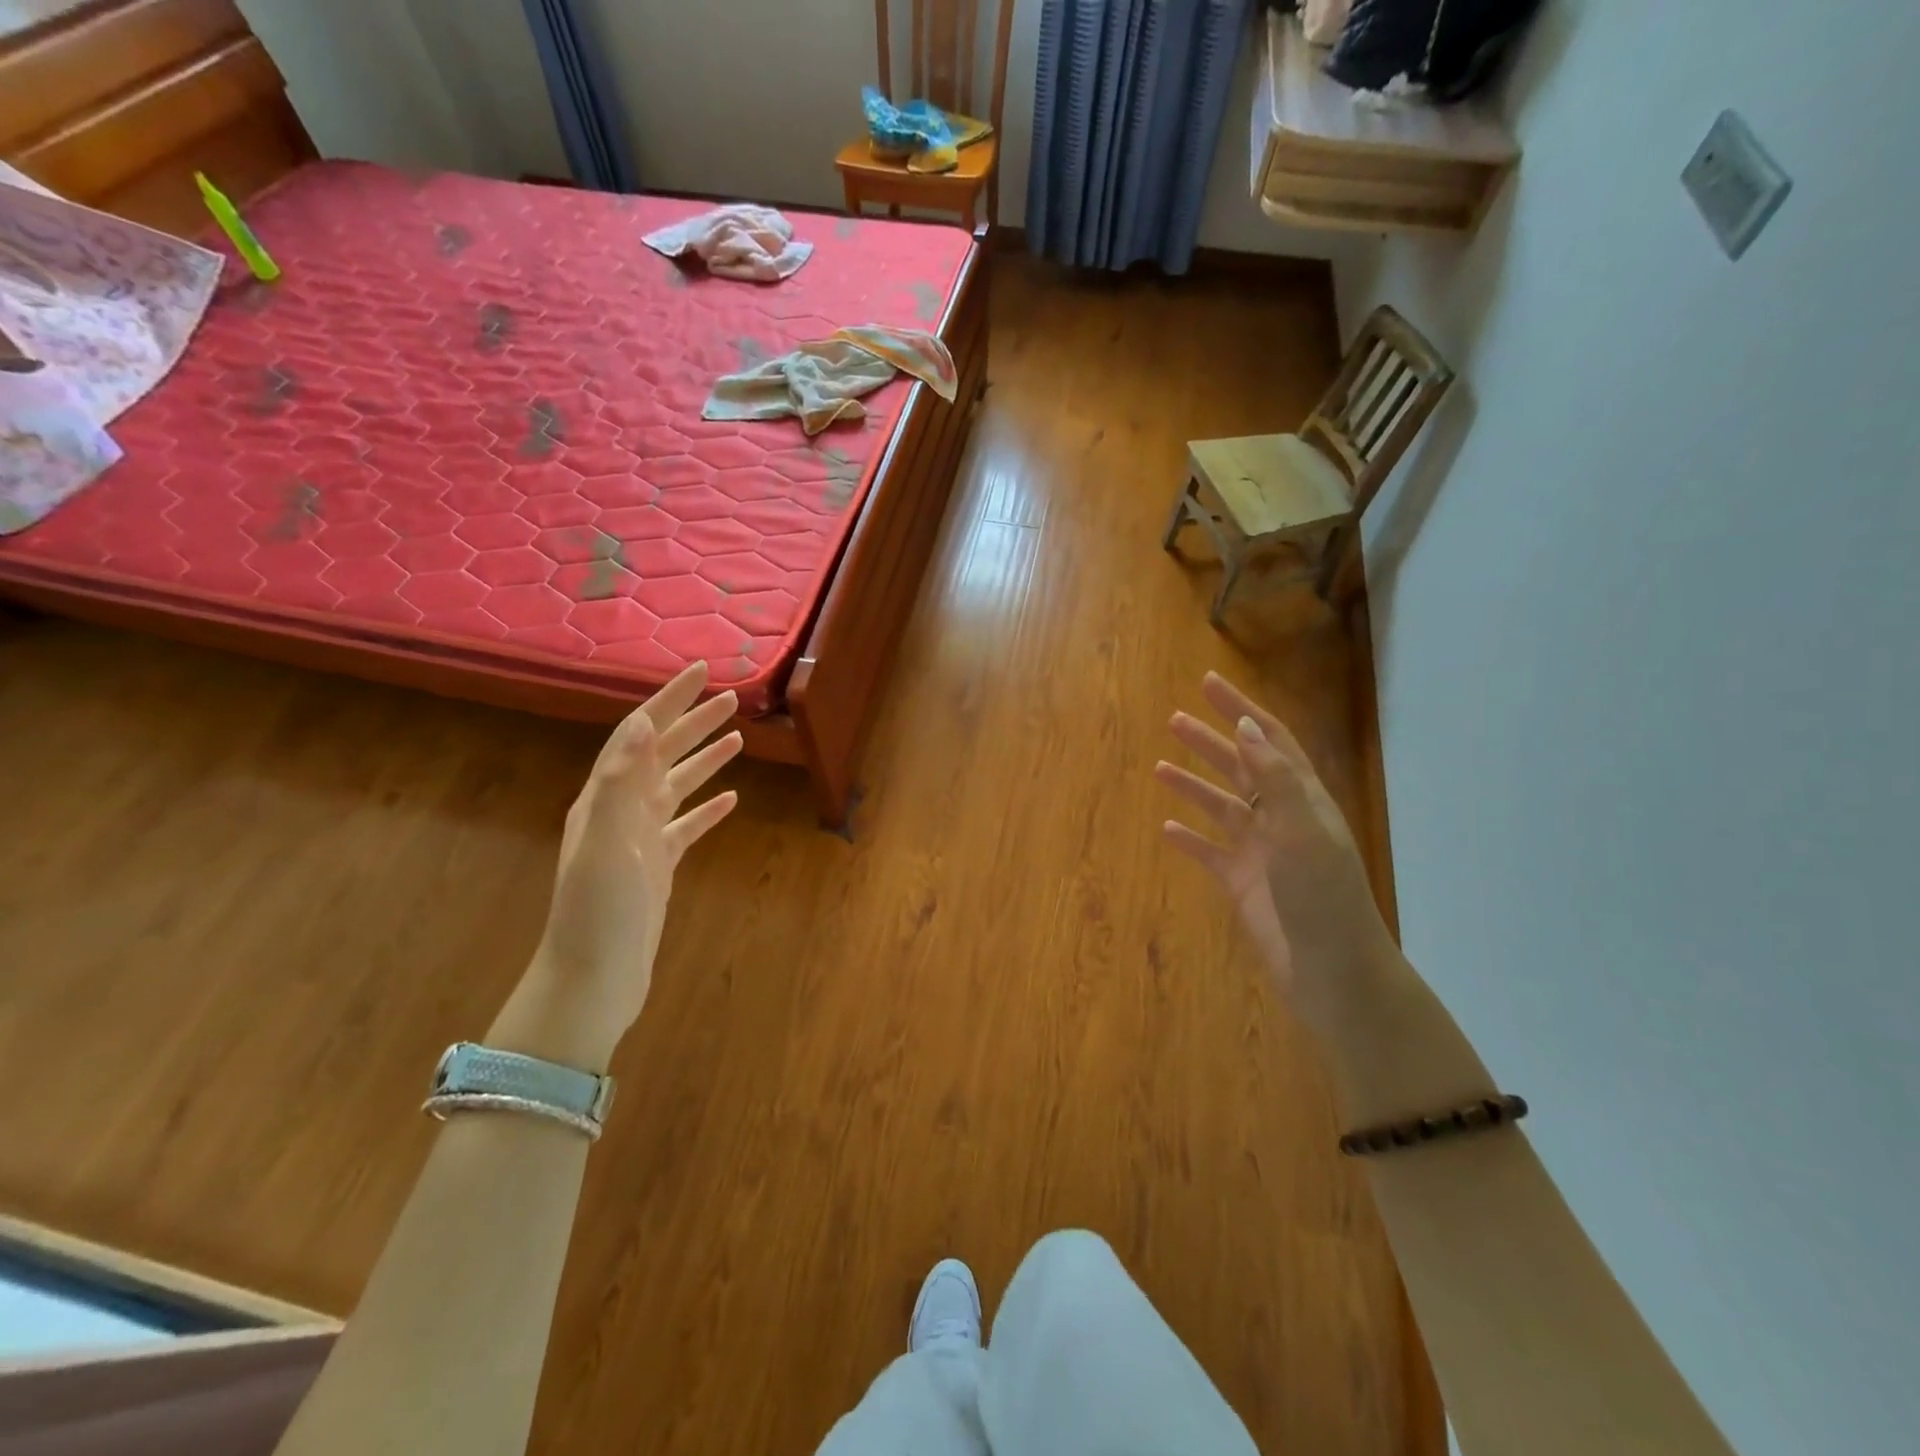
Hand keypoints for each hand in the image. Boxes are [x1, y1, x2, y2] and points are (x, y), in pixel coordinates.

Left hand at [491, 662, 740, 1070]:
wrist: (592, 981)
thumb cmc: (598, 913)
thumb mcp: (607, 843)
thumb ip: (623, 780)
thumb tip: (644, 720)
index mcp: (605, 799)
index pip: (640, 734)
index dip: (670, 700)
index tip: (702, 671)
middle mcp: (620, 811)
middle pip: (662, 754)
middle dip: (694, 722)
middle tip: (733, 698)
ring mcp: (639, 841)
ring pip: (677, 787)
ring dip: (705, 760)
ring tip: (738, 739)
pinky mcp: (657, 868)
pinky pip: (687, 827)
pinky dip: (709, 810)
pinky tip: (732, 801)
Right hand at [1157, 672, 1394, 1030]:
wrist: (1332, 970)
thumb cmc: (1322, 896)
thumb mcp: (1302, 829)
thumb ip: (1274, 778)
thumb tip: (1245, 727)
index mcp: (1303, 799)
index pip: (1269, 741)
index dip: (1241, 710)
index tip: (1209, 684)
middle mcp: (1282, 819)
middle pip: (1241, 768)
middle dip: (1210, 742)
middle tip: (1174, 720)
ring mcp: (1261, 852)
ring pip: (1221, 807)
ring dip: (1194, 785)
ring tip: (1159, 768)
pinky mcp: (1242, 883)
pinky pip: (1210, 852)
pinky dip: (1189, 839)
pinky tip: (1167, 830)